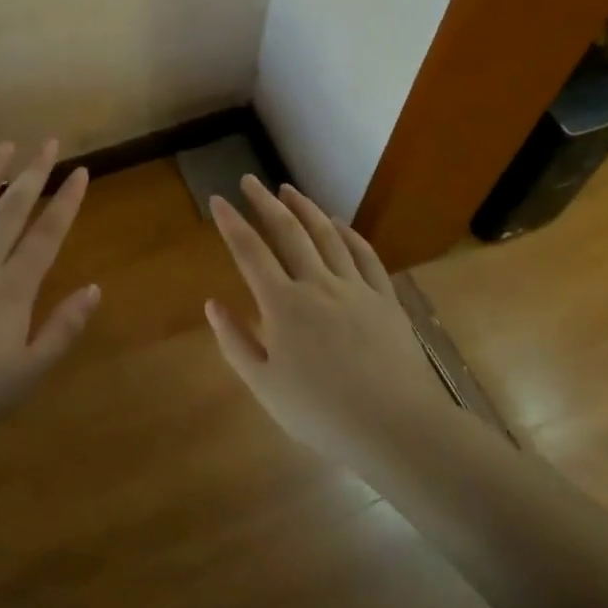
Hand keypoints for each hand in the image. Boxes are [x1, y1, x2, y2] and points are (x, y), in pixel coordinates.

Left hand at [0, 141, 99, 456]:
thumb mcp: (28, 372)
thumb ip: (63, 329)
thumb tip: (95, 289)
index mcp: (12, 290)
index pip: (47, 235)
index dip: (66, 201)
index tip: (80, 171)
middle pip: (10, 210)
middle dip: (32, 174)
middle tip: (46, 143)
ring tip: (3, 147)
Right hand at [205, 177, 444, 471]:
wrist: (395, 427)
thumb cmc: (321, 413)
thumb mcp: (264, 386)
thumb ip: (234, 342)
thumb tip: (212, 303)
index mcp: (282, 305)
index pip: (250, 252)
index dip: (232, 223)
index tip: (218, 199)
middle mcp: (317, 284)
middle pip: (288, 232)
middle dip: (265, 202)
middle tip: (250, 180)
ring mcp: (355, 288)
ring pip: (326, 235)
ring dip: (305, 208)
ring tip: (289, 189)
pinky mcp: (385, 298)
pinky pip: (364, 255)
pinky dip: (348, 233)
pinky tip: (338, 223)